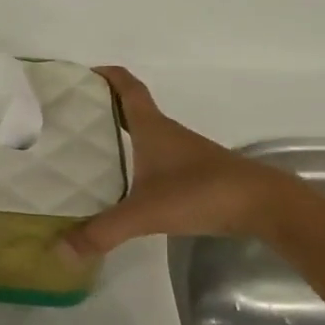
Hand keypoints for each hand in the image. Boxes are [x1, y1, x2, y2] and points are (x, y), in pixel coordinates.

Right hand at [64, 67, 295, 258]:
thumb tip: (60, 249)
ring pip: (144, 133)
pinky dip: (136, 158)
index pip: (127, 87)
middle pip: (131, 107)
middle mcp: (166, 132)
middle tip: (71, 116)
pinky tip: (124, 181)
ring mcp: (182, 152)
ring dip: (119, 133)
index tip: (80, 75)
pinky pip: (155, 156)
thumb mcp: (145, 213)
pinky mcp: (194, 173)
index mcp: (151, 127)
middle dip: (103, 106)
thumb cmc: (201, 192)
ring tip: (86, 149)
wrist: (264, 205)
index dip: (105, 76)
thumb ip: (103, 231)